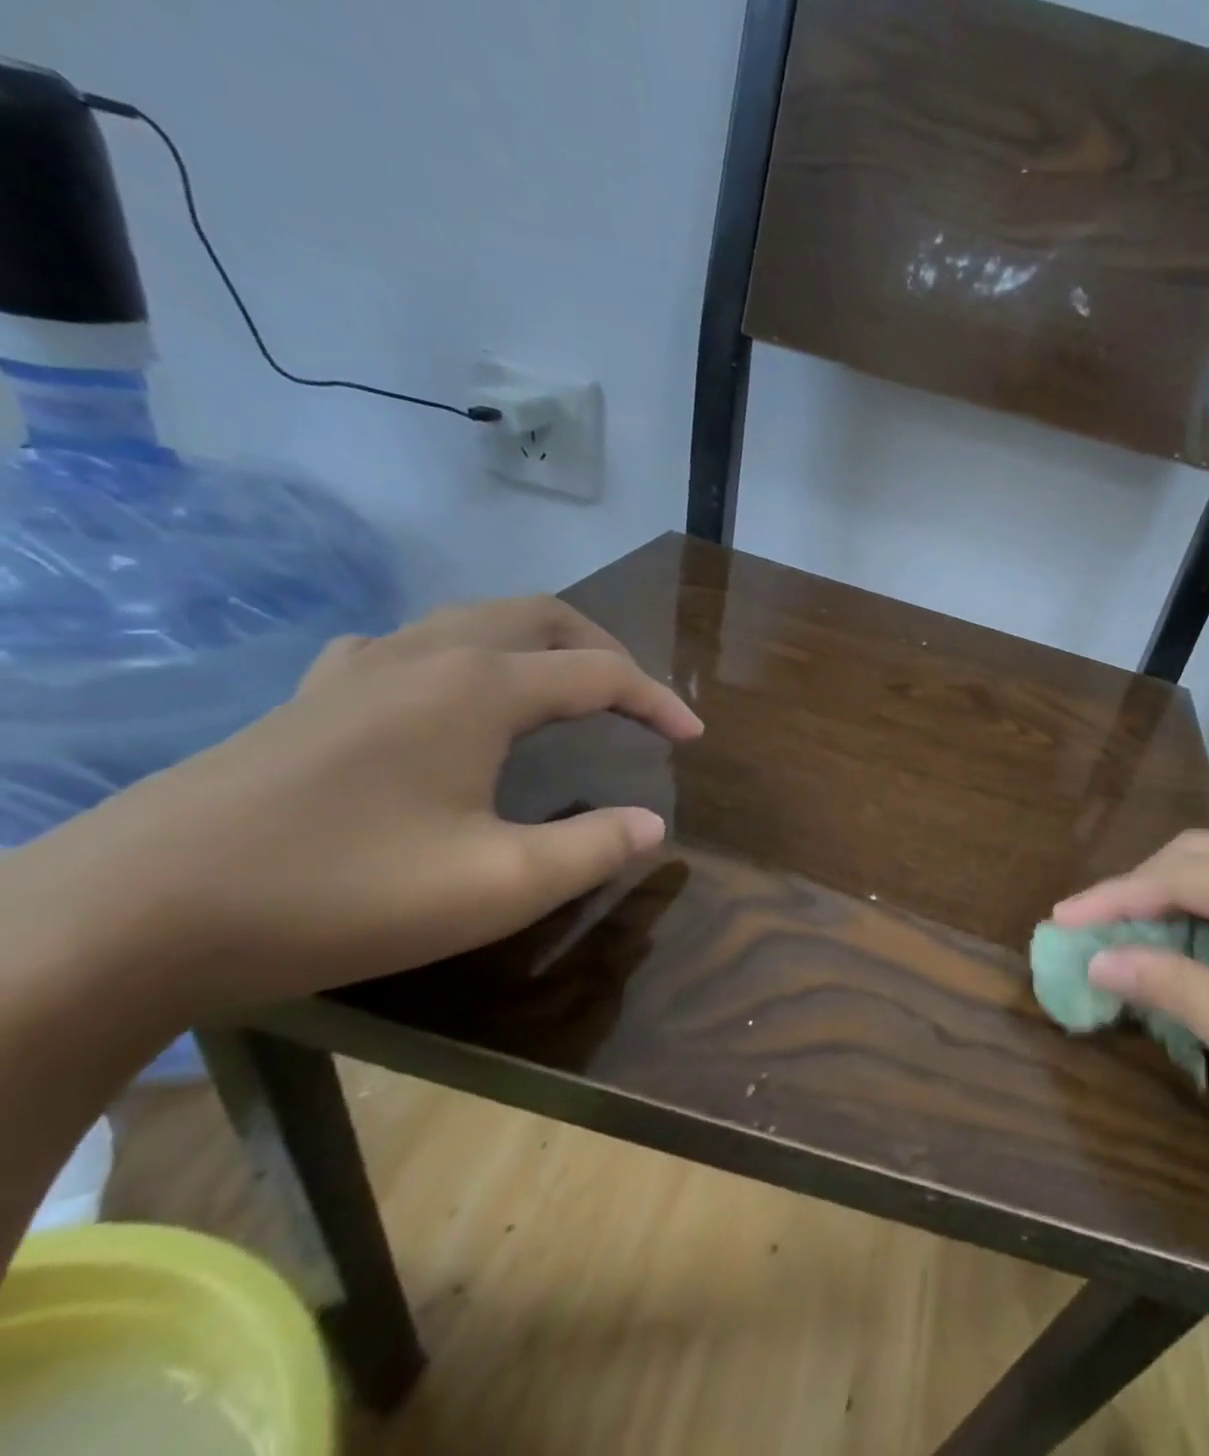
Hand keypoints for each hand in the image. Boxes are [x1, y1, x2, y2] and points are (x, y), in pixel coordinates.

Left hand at [5, 596, 700, 1020]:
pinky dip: (469, 657)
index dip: (658, 702)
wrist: (129, 914)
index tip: (693, 739)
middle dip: (605, 651)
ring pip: (477, 621)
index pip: (600, 674)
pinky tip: (454, 700)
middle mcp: (428, 655)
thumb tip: (653, 825)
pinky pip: (415, 646)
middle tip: (636, 701)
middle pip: (543, 618)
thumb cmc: (339, 893)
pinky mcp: (314, 695)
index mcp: (480, 688)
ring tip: (565, 692)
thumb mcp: (497, 885)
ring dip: (540, 646)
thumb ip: (593, 849)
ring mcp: (361, 668)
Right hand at [1053, 832, 1208, 1189]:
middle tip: (1089, 932)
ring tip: (1130, 941)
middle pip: (1204, 857)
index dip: (1114, 898)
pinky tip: (1196, 950)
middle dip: (1141, 891)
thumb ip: (1176, 987)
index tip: (1058, 920)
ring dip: (1177, 903)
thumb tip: (1100, 958)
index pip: (1183, 875)